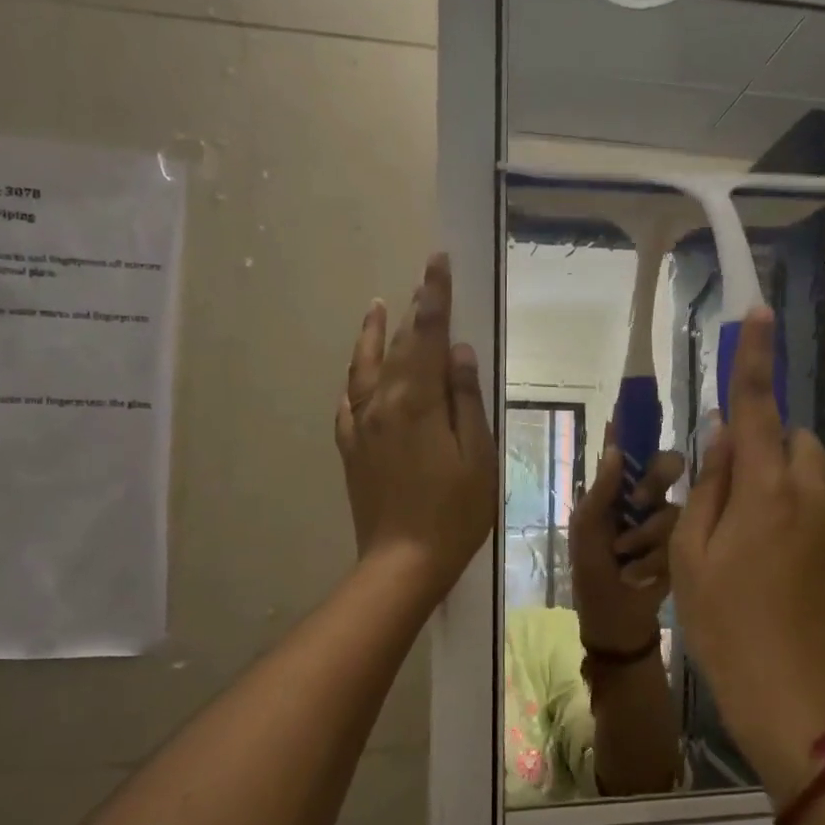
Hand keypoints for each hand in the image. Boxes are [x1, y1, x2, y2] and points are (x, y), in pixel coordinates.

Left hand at [335, 253, 496, 604]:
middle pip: (396, 346)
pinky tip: (358, 376)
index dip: (434, 297)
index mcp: (417, 402)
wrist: (403, 562)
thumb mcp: (477, 456)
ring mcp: (361, 427)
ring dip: (372, 334)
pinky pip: (348, 403)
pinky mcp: (352, 449)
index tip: (437, 262)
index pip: (426, 336)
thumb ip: (465, 400)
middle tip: (422, 279)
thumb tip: (456, 351)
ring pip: (364, 368)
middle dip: (411, 310)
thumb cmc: (454, 512)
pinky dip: (354, 379)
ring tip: (377, 306)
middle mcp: (382, 404)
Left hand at [570, 439, 683, 653]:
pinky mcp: (684, 547)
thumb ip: (600, 492)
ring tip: (626, 557)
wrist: (615, 622)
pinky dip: (655, 558)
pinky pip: (682, 537)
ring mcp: (667, 522)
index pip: (630, 449)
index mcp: (617, 490)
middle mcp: (646, 498)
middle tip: (638, 501)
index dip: (637, 425)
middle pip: (667, 466)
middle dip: (655, 480)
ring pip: (674, 506)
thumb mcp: (586, 532)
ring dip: (646, 534)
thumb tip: (613, 448)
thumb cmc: (591, 573)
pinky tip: (639, 576)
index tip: (644, 399)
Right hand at [669, 306, 824, 797]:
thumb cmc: (726, 628)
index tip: (759, 313)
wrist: (799, 701)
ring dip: (780, 482)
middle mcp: (810, 497)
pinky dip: (795, 518)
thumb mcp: (692, 558)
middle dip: (763, 442)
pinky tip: (773, 572)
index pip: (756, 408)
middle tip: (728, 489)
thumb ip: (708, 489)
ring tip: (747, 539)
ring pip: (810, 478)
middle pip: (793, 439)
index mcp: (765, 492)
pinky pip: (820, 514)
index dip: (754, 359)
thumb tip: (720, 439)